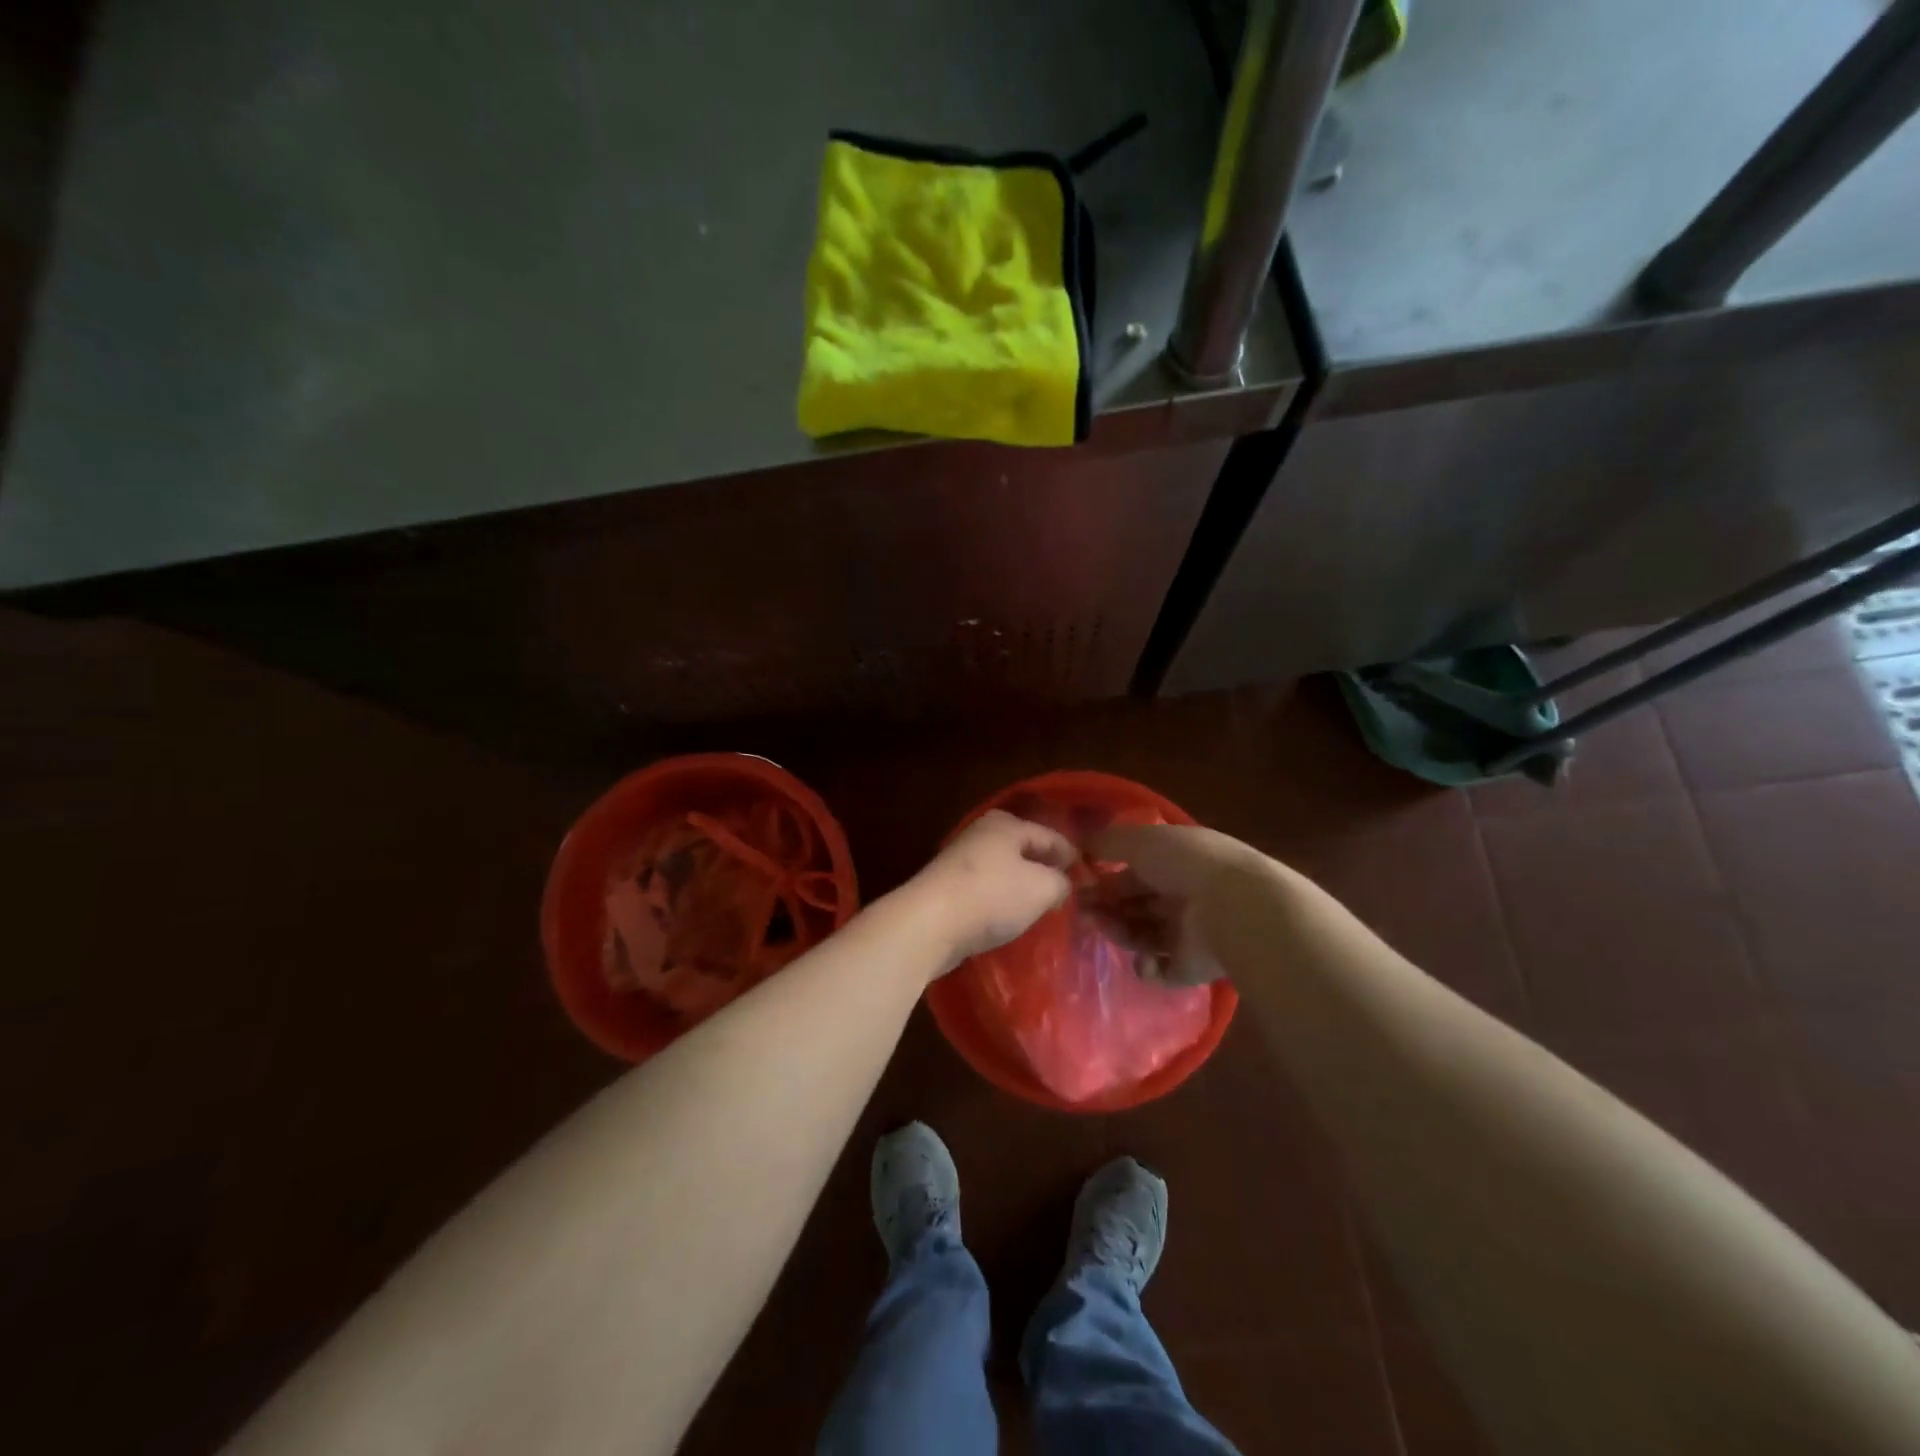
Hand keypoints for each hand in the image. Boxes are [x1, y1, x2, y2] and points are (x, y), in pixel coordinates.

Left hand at [905, 810, 1078, 969]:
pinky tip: (1010, 917)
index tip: (1089, 877)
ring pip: (1003, 870)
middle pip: (1023, 850)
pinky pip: (985, 891)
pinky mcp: (947, 888)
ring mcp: (960, 861)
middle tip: (1067, 890)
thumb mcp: (1041, 887)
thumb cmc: (991, 896)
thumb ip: (1061, 883)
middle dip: (1045, 868)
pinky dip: (1001, 901)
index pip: (1050, 836)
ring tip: (1042, 906)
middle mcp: (981, 834)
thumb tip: (1062, 884)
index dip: (1072, 856)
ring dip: (1021, 886)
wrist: (929, 923)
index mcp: (1006, 824)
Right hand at [1084, 824, 1269, 985]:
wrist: (1234, 908)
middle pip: (1134, 904)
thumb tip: (1077, 844)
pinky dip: (1146, 967)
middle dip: (1106, 905)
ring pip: (1141, 934)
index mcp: (1176, 862)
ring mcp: (1188, 934)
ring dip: (1119, 931)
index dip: (1105, 875)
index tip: (1078, 881)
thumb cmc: (1186, 863)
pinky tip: (1144, 958)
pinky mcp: (1191, 968)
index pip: (1134, 870)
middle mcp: (1182, 896)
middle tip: (1082, 910)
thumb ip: (1106, 842)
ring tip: (1103, 927)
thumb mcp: (1140, 840)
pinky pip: (1160, 971)